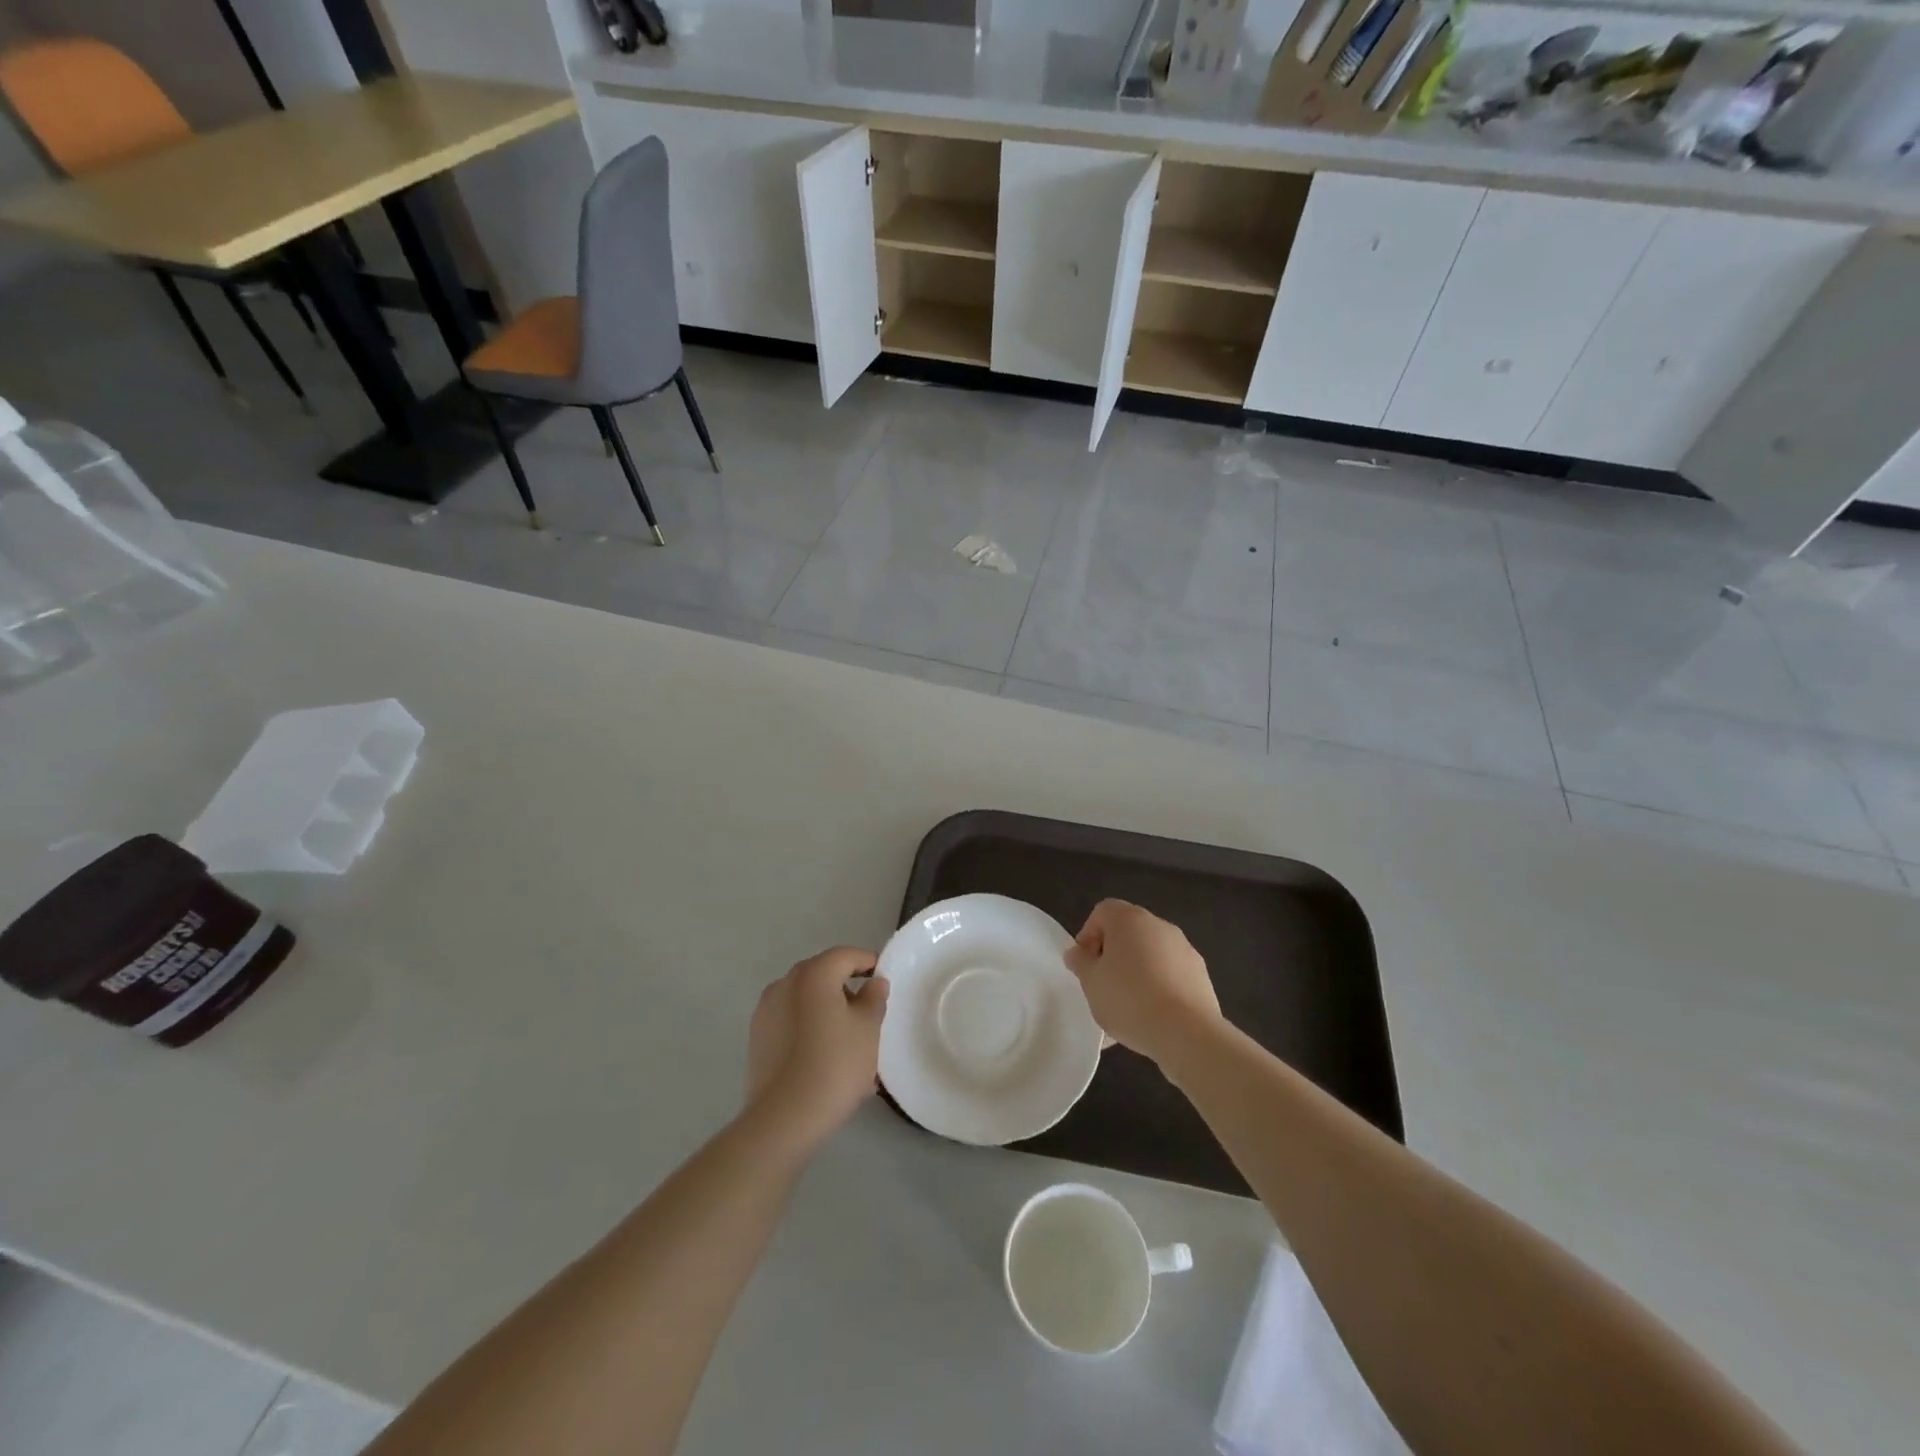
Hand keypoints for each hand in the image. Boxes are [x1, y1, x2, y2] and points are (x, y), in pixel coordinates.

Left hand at [746, 947, 889, 1143]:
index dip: (869, 963)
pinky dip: (808, 1026)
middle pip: (822, 974)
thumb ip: (874, 998)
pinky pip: (790, 1019)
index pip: (846, 955)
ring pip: (805, 998)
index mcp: (813, 974)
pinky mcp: (757, 1037)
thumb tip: (874, 982)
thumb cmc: (834, 1065)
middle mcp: (784, 983)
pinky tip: (822, 1055)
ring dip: (826, 1008)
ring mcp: (766, 1010)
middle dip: (847, 987)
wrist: (783, 1119)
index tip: (884, 981)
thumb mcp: (868, 1029)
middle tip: (869, 1013)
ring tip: (846, 1039)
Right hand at [1064, 900, 1221, 1068]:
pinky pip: (1170, 974)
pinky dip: (1158, 986)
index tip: (1085, 964)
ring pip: (1150, 954)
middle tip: (1103, 984)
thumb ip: (1080, 962)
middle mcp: (1159, 925)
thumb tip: (1077, 952)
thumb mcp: (1091, 982)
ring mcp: (1184, 949)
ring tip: (1127, 1007)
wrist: (1187, 1032)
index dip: (1088, 935)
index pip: (1103, 912)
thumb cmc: (1129, 999)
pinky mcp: (1200, 974)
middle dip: (1113, 955)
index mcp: (1129, 919)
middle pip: (1128, 931)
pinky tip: (1151, 1016)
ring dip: (1136, 971)